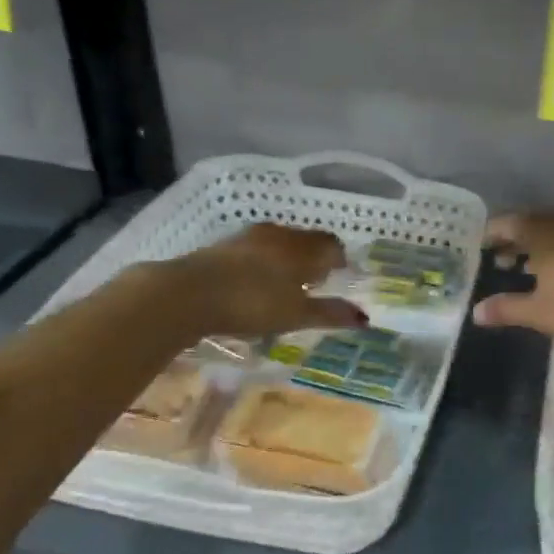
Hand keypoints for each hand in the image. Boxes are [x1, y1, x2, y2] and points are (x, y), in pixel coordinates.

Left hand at [180, 224, 365, 337]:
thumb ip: (329, 313)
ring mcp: (249, 237)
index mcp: (302, 248)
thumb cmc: (252, 303)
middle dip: (315, 256)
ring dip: (289, 256)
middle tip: (317, 278)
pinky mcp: (224, 245)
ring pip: (280, 241)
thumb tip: (365, 318)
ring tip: (287, 279)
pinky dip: (264, 260)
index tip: (341, 275)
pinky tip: (256, 279)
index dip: (339, 258)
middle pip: (306, 240)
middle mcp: (279, 235)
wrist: (189, 293)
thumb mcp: (295, 314)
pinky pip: (256, 247)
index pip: (331, 244)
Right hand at [471, 212, 553, 363]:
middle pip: (533, 224)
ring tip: (522, 267)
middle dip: (513, 239)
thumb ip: (507, 309)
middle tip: (497, 258)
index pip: (510, 223)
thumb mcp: (540, 313)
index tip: (478, 246)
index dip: (492, 233)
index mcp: (546, 234)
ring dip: (536, 246)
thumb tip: (476, 311)